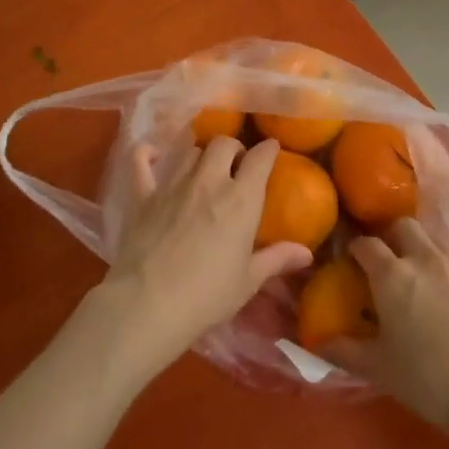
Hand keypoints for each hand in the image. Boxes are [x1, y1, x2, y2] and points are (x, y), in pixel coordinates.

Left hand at [95, 136, 311, 376]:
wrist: (148, 304)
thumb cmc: (207, 296)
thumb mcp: (248, 281)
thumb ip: (277, 259)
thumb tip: (307, 254)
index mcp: (241, 199)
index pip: (260, 158)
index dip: (268, 149)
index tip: (271, 150)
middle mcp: (209, 180)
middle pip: (223, 144)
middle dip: (233, 148)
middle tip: (235, 165)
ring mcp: (173, 184)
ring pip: (190, 150)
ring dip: (200, 154)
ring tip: (203, 168)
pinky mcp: (143, 195)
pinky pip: (140, 162)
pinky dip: (145, 153)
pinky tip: (150, 153)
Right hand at [317, 219, 448, 443]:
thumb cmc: (430, 380)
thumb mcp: (379, 369)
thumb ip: (343, 350)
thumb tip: (315, 341)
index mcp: (393, 275)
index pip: (366, 244)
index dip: (354, 248)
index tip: (349, 260)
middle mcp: (424, 258)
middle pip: (402, 226)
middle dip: (389, 236)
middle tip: (384, 261)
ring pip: (432, 238)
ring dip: (418, 247)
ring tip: (416, 275)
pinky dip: (444, 266)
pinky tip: (447, 294)